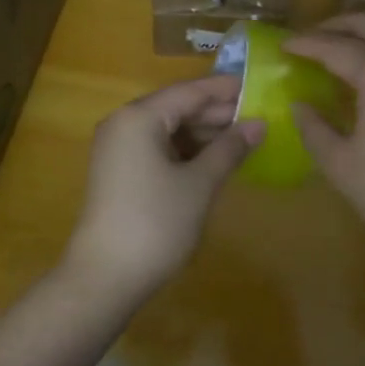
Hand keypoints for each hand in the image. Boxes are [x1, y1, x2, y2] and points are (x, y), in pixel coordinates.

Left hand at [62, 76, 263, 305]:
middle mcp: (123, 123)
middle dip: (216, 113)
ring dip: (202, 133)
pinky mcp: (119, 171)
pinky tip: (213, 159)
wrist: (105, 278)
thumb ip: (229, 149)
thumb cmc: (156, 223)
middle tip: (257, 117)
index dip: (224, 90)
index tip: (257, 87)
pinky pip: (157, 147)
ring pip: (167, 128)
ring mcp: (117, 148)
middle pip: (176, 107)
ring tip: (242, 139)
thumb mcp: (199, 184)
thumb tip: (259, 124)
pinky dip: (185, 150)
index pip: (189, 91)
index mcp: (139, 117)